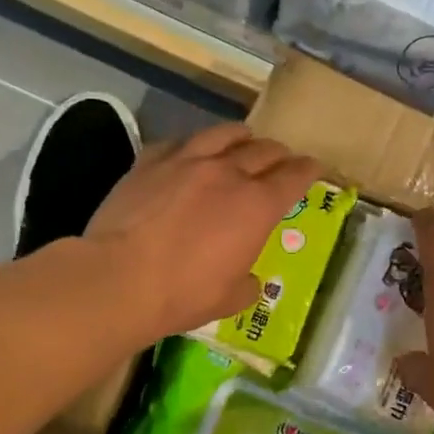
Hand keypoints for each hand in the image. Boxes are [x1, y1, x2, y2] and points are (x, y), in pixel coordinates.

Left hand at [84, 122, 322, 340]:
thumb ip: (247, 284)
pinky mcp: (150, 161)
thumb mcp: (229, 299)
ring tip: (243, 139)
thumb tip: (249, 280)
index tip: (314, 167)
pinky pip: (178, 142)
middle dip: (279, 154)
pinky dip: (191, 145)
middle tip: (282, 160)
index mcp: (257, 206)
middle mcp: (228, 173)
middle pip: (264, 150)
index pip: (295, 177)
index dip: (309, 170)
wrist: (119, 279)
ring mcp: (187, 161)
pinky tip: (188, 152)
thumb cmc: (183, 294)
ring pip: (223, 134)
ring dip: (241, 136)